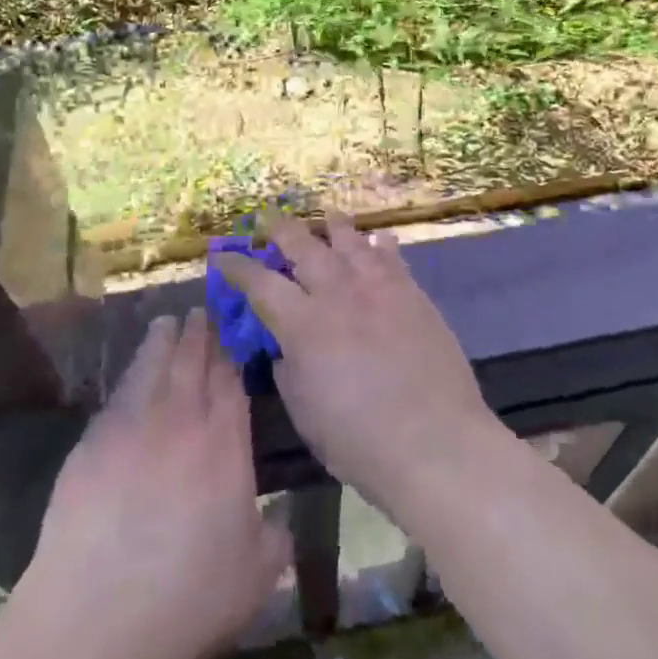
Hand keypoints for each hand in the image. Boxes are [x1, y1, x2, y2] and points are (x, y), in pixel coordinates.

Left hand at [13, 308, 289, 658]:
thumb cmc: (188, 599)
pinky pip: (117, 395)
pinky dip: (129, 375)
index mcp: (224, 445)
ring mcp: (132, 428)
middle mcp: (181, 422)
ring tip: (167, 322)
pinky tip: (132, 375)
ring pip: (152, 366)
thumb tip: (278, 519)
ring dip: (162, 340)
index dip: (231, 352)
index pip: (230, 381)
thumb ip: (275, 537)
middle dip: (199, 333)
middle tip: (201, 311)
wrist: (96, 619)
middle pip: (192, 362)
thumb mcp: (257, 576)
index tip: (231, 331)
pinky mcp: (91, 444)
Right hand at [211, 210, 498, 515]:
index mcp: (303, 324)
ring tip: (326, 215)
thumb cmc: (358, 440)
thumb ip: (288, 368)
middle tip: (267, 218)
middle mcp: (338, 293)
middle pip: (303, 246)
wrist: (435, 443)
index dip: (237, 267)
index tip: (223, 256)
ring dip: (333, 225)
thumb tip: (287, 346)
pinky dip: (380, 244)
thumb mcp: (304, 409)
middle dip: (280, 228)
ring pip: (350, 241)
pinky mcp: (413, 295)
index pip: (260, 283)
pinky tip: (378, 238)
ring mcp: (379, 289)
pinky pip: (392, 257)